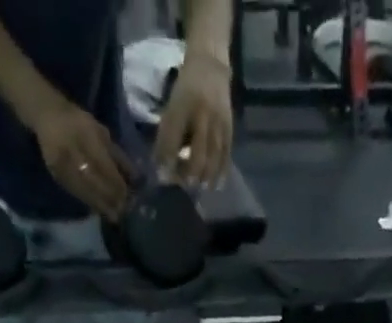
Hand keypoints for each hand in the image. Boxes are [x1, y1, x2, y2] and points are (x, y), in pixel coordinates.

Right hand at [33, 102, 135, 218]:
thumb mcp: (101, 132)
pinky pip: (75, 192)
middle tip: (123, 211)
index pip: (103, 163)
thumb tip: (135, 180)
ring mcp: (60, 161)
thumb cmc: (79, 123)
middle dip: (110, 197)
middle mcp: (70, 147)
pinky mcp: (55, 173)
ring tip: (115, 216)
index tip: (128, 196)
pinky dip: (89, 202)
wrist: (47, 116)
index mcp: (84, 132)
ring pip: (84, 189)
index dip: (115, 182)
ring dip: (101, 205)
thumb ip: (117, 155)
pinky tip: (100, 210)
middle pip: (93, 179)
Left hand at [153, 50, 232, 187]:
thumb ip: (168, 134)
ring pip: (213, 158)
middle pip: (197, 155)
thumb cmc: (186, 89)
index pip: (173, 140)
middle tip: (185, 185)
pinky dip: (221, 173)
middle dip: (190, 175)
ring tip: (201, 188)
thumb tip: (162, 166)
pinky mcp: (229, 128)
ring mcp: (217, 123)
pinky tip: (216, 185)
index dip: (168, 161)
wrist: (211, 65)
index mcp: (182, 107)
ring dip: (206, 177)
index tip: (163, 177)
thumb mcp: (172, 105)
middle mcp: (201, 116)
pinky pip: (226, 155)